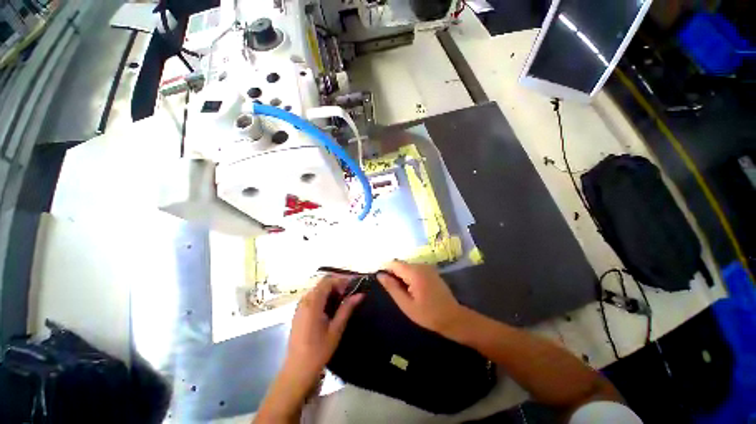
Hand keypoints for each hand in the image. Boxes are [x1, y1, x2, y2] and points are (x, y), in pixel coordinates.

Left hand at [283, 273, 363, 387]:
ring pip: (317, 290)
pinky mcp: (299, 313)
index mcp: (312, 303)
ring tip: (342, 300)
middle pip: (322, 284)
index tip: (353, 287)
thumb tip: (360, 294)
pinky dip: (323, 297)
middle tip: (349, 294)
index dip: (341, 280)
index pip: (327, 282)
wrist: (297, 370)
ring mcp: (300, 307)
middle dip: (337, 285)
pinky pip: (312, 297)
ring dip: (330, 291)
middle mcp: (304, 301)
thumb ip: (347, 308)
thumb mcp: (336, 329)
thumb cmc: (318, 350)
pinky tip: (331, 308)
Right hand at [377, 261, 468, 339]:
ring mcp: (427, 267)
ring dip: (401, 276)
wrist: (453, 318)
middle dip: (394, 274)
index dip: (385, 270)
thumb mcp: (406, 304)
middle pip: (400, 264)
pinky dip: (409, 276)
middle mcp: (421, 265)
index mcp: (414, 272)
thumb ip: (392, 287)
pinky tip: (411, 289)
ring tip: (403, 292)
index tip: (381, 281)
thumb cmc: (428, 314)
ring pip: (407, 267)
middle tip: (394, 291)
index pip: (393, 264)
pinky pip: (414, 269)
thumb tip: (380, 275)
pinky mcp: (430, 270)